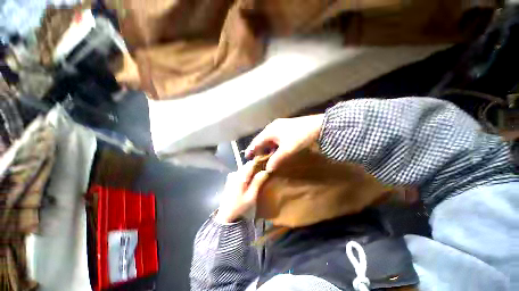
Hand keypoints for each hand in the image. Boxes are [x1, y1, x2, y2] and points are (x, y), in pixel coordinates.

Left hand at [215, 161, 268, 223]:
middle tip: (264, 174)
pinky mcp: (230, 179)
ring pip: (244, 169)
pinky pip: (241, 173)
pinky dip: (247, 175)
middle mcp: (235, 173)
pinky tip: (250, 182)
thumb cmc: (239, 206)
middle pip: (247, 165)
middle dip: (256, 167)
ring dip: (251, 172)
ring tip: (258, 178)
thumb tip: (265, 171)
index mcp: (240, 176)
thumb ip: (258, 182)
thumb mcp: (251, 196)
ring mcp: (232, 176)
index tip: (266, 166)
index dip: (259, 163)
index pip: (251, 163)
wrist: (225, 215)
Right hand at [245, 114, 323, 171]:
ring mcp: (280, 126)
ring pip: (270, 139)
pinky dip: (274, 145)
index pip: (257, 141)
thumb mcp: (287, 149)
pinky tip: (277, 151)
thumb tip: (268, 169)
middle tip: (256, 159)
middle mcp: (273, 127)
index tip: (246, 157)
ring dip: (267, 148)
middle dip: (259, 149)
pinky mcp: (287, 128)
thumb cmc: (300, 137)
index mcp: (270, 131)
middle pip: (262, 140)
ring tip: (266, 157)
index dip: (251, 149)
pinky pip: (276, 138)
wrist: (319, 126)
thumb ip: (276, 159)